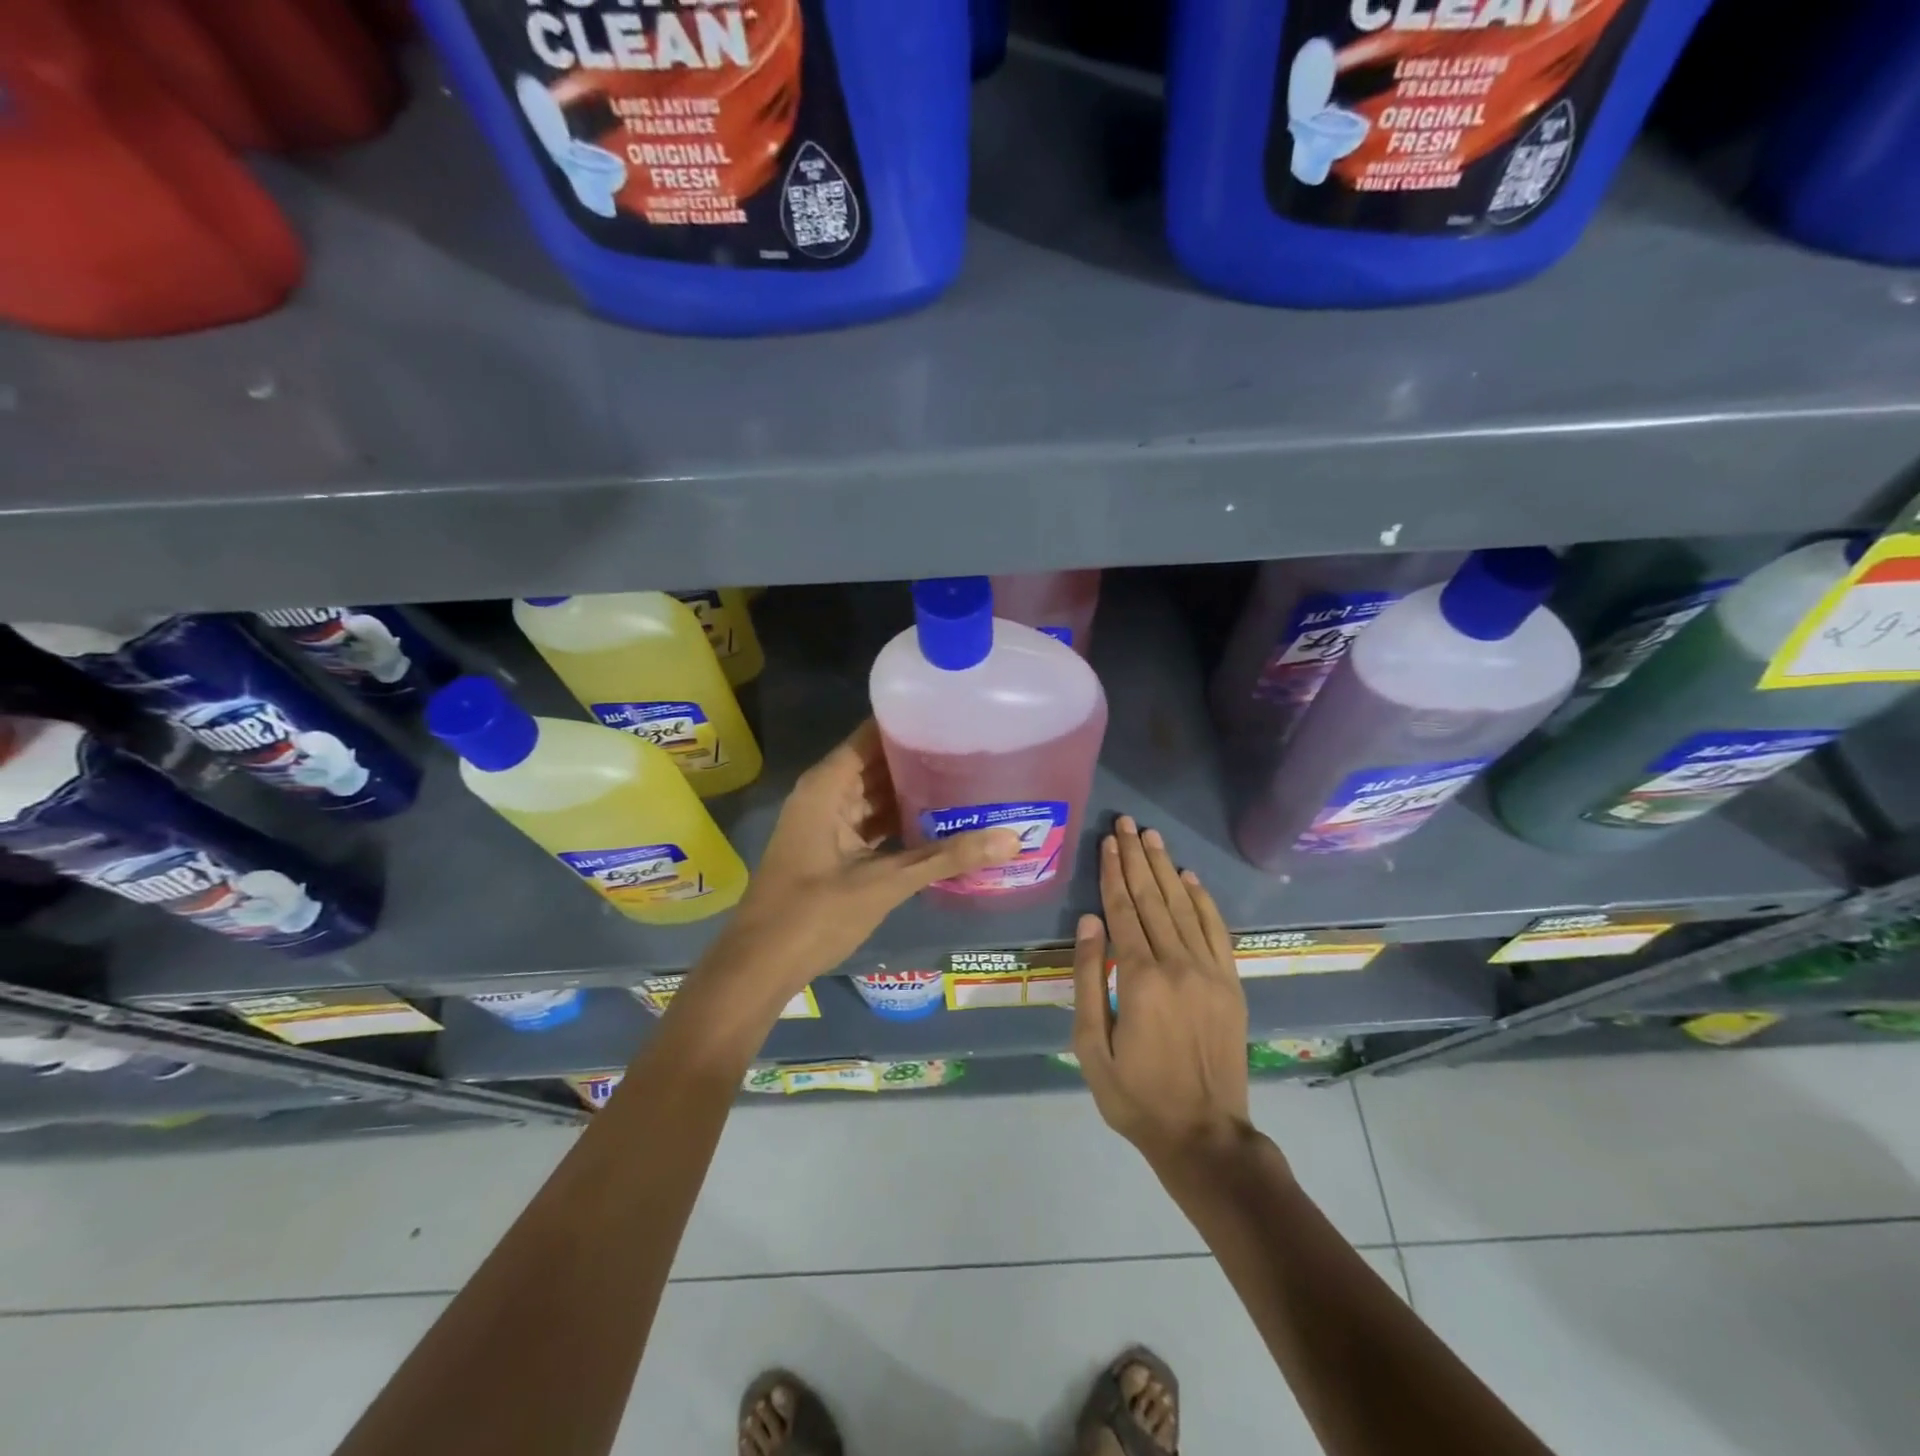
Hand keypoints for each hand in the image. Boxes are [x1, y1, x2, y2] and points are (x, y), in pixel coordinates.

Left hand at [702, 721, 1020, 1005]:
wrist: (760, 966)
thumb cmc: (814, 914)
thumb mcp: (885, 883)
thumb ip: (946, 858)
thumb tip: (1011, 839)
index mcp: (828, 785)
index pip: (873, 734)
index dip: (912, 722)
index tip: (956, 715)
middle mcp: (827, 794)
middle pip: (879, 762)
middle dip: (922, 758)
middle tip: (975, 749)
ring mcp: (828, 822)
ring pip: (877, 794)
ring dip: (915, 791)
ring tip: (968, 779)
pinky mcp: (834, 848)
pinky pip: (873, 821)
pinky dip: (902, 820)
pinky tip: (942, 822)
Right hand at [1072, 815, 1251, 1168]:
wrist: (1203, 1135)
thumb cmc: (1135, 1095)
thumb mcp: (1091, 1045)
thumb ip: (1089, 979)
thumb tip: (1089, 922)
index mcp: (1139, 979)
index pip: (1122, 911)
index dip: (1113, 873)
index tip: (1107, 842)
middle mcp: (1177, 965)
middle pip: (1152, 899)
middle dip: (1137, 858)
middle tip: (1126, 823)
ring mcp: (1210, 972)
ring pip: (1183, 907)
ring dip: (1166, 869)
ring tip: (1151, 837)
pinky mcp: (1231, 984)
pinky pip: (1216, 931)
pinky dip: (1202, 900)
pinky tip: (1188, 878)